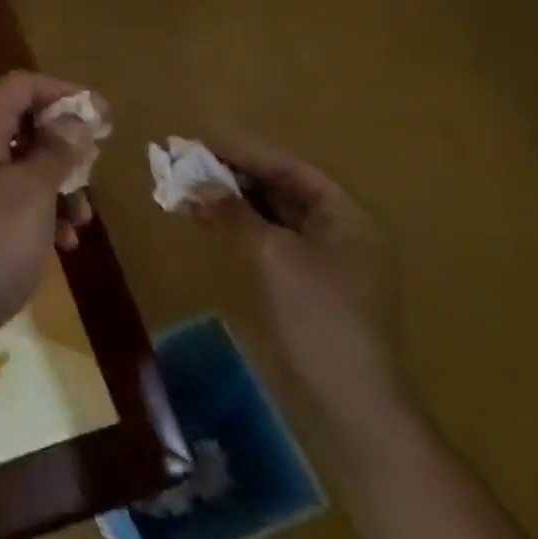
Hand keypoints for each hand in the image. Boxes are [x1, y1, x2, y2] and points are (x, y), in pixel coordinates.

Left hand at [0, 71, 96, 345]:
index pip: (22, 85)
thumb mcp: (34, 192)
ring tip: (81, 222)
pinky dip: (41, 210)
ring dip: (58, 185)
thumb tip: (74, 120)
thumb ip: (57, 150)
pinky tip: (61, 243)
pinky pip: (12, 194)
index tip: (102, 117)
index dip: (64, 92)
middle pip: (24, 124)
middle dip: (64, 146)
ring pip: (23, 163)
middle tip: (92, 170)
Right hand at [196, 134, 407, 424]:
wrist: (351, 400)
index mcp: (345, 215)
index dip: (243, 150)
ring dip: (230, 199)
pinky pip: (267, 238)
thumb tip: (198, 182)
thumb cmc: (320, 315)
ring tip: (186, 185)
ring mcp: (323, 258)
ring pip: (270, 213)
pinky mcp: (304, 282)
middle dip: (232, 173)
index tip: (200, 137)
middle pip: (280, 187)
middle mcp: (338, 230)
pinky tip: (205, 218)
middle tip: (186, 160)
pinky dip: (237, 225)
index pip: (289, 168)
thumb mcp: (275, 255)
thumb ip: (236, 212)